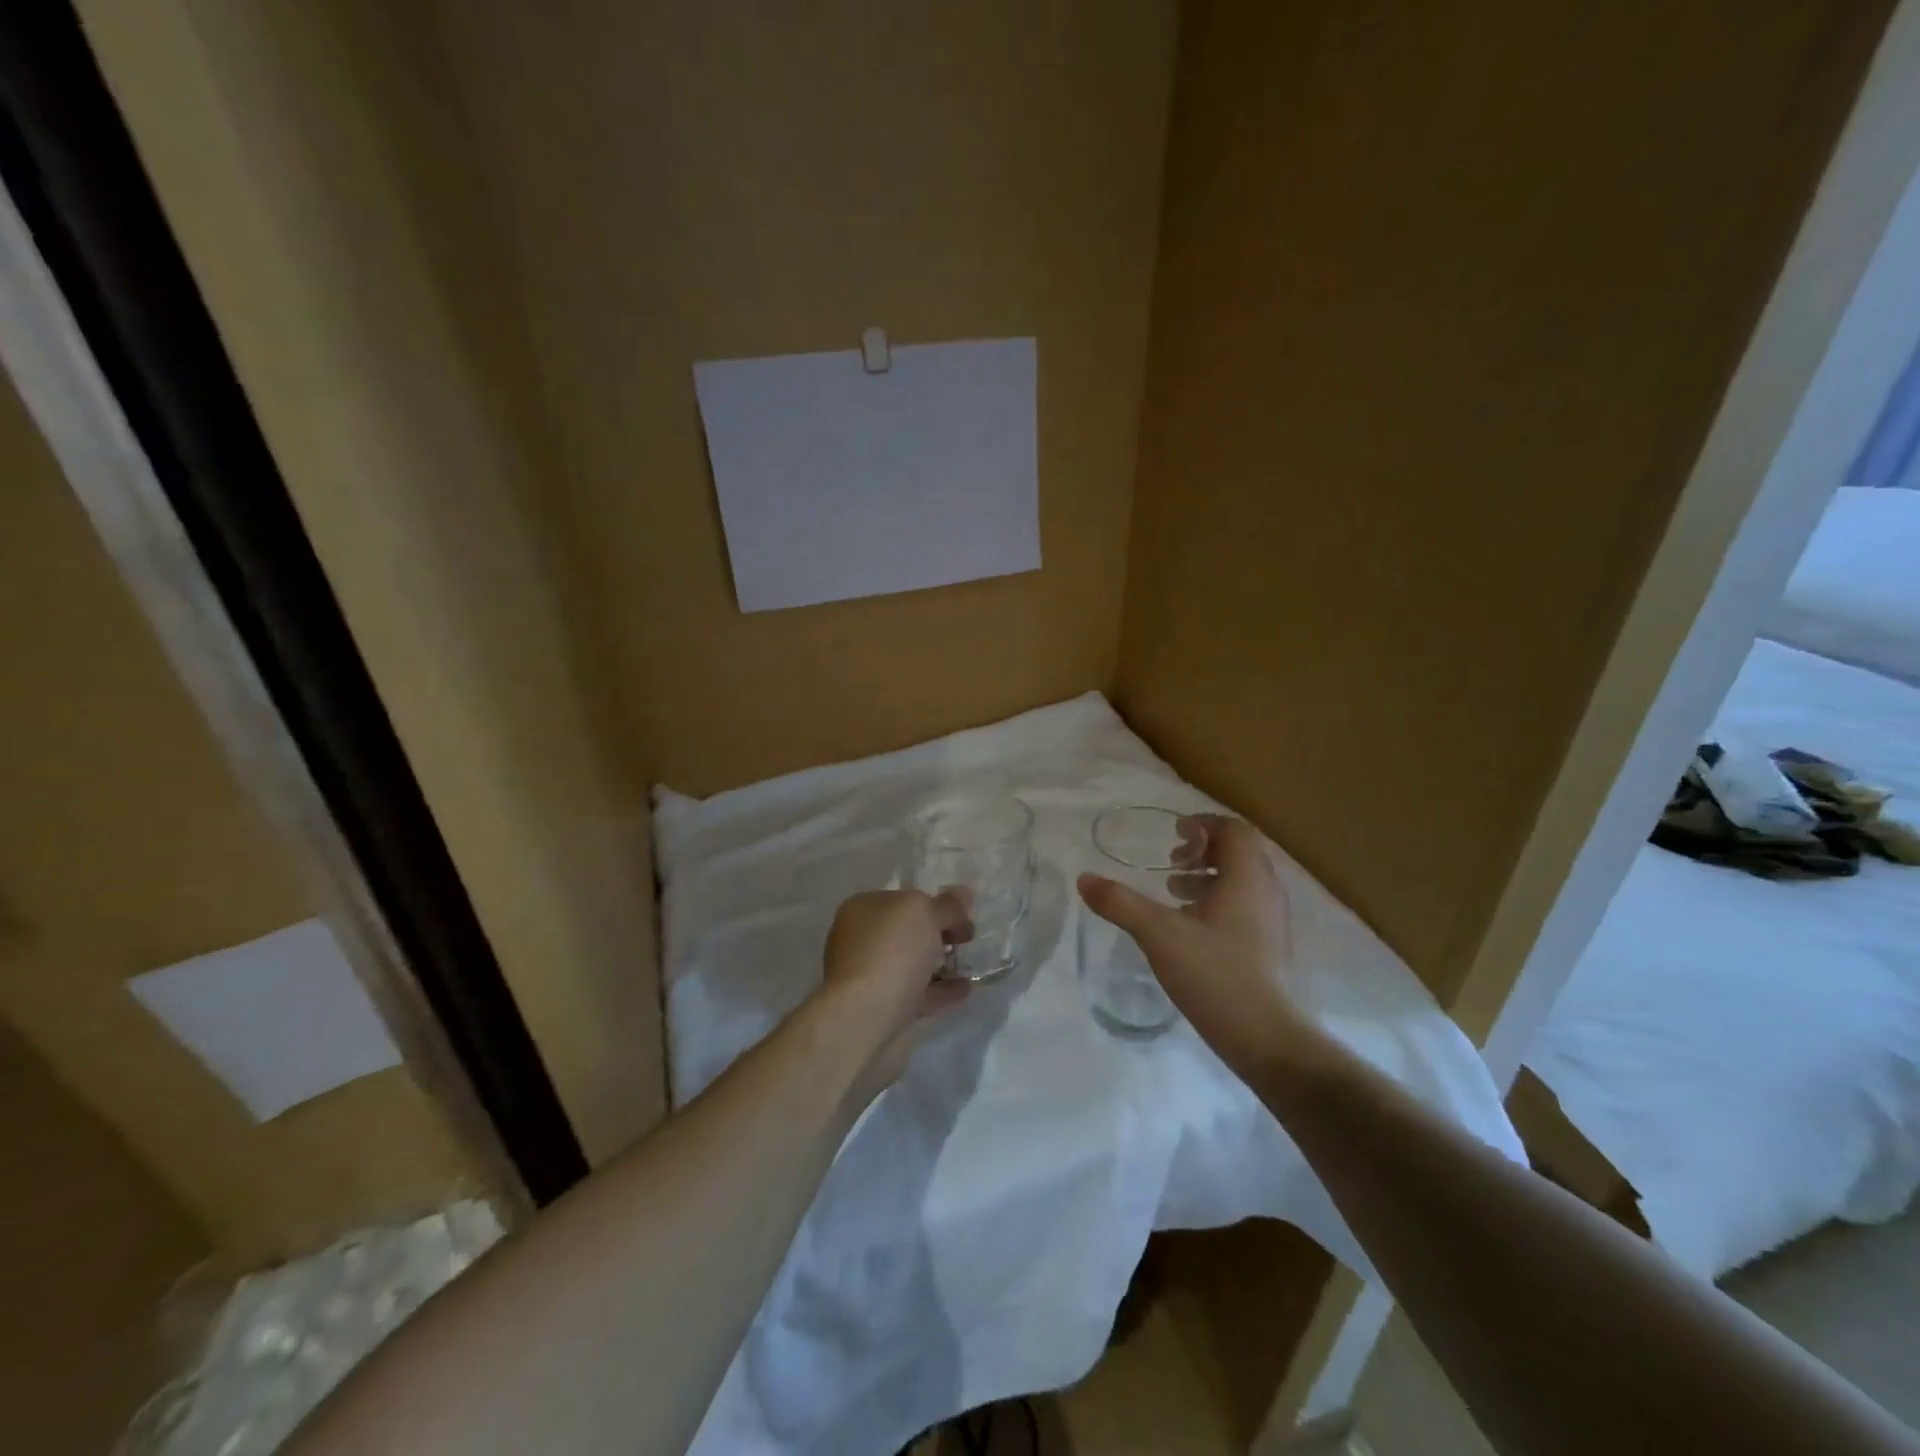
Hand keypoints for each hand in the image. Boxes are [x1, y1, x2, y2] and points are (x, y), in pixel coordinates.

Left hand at [818, 889, 972, 1092]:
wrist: (865, 1018)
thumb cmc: (891, 951)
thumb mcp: (924, 913)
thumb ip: (946, 904)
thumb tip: (963, 893)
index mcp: (862, 909)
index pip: (903, 898)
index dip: (935, 902)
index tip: (964, 912)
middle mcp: (861, 940)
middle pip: (907, 931)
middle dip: (938, 932)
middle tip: (969, 936)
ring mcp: (870, 976)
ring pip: (911, 963)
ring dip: (939, 962)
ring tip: (970, 962)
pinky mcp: (882, 1008)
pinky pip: (917, 993)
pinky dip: (941, 990)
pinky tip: (966, 988)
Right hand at [1078, 815, 1312, 1079]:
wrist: (1267, 1038)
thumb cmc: (1215, 975)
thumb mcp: (1158, 934)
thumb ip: (1120, 903)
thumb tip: (1084, 878)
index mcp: (1248, 878)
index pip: (1234, 830)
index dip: (1203, 826)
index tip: (1174, 837)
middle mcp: (1267, 891)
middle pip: (1241, 851)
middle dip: (1204, 849)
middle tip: (1172, 861)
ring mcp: (1274, 920)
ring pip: (1243, 879)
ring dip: (1209, 875)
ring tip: (1174, 889)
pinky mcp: (1271, 945)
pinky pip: (1246, 903)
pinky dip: (1218, 899)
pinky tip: (1190, 925)